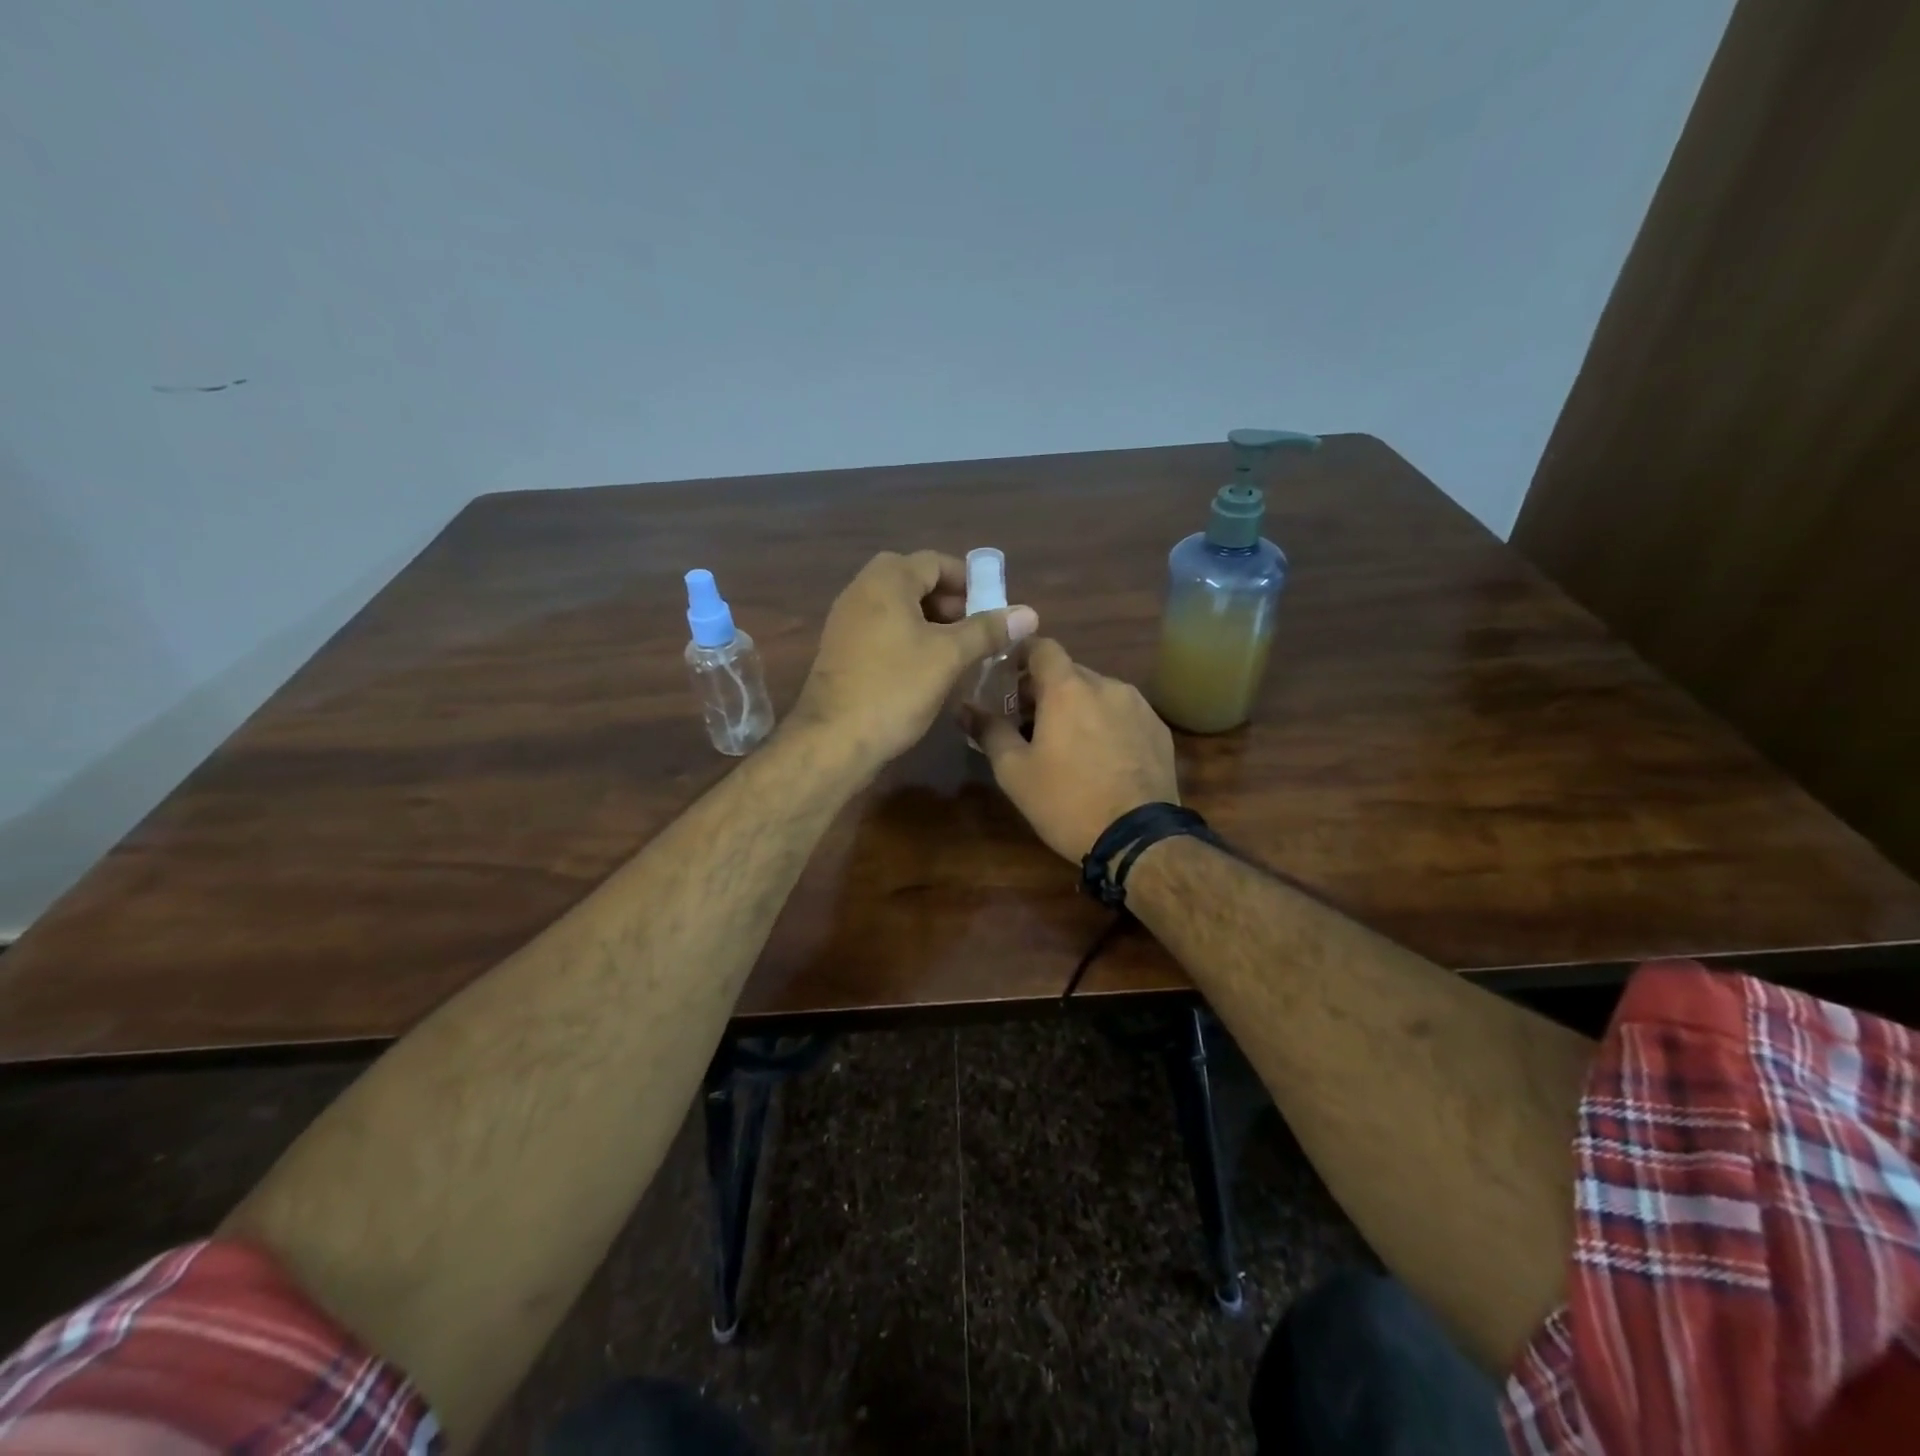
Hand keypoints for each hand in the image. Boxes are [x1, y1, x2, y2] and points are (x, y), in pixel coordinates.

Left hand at [793, 551, 1038, 771]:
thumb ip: (988, 630)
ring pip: (898, 608)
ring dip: (931, 623)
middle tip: (976, 630)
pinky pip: (883, 631)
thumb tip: (1029, 612)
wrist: (833, 740)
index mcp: (887, 581)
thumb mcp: (949, 656)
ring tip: (959, 652)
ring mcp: (846, 622)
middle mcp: (861, 591)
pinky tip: (928, 670)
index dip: (969, 581)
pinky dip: (909, 639)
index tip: (994, 608)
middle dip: (950, 602)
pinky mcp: (842, 651)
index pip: (935, 562)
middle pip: (915, 582)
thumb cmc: (895, 688)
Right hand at [974, 639, 1178, 861]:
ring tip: (1067, 744)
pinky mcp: (1158, 729)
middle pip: (1069, 672)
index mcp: (1067, 688)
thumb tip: (964, 708)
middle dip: (1046, 689)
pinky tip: (1101, 758)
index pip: (1042, 646)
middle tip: (1028, 722)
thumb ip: (989, 731)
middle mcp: (1106, 685)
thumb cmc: (1067, 801)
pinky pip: (1123, 713)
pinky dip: (1106, 723)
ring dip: (1078, 706)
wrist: (1139, 840)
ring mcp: (1138, 706)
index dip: (1021, 655)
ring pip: (1098, 692)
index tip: (1006, 679)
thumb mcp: (1015, 772)